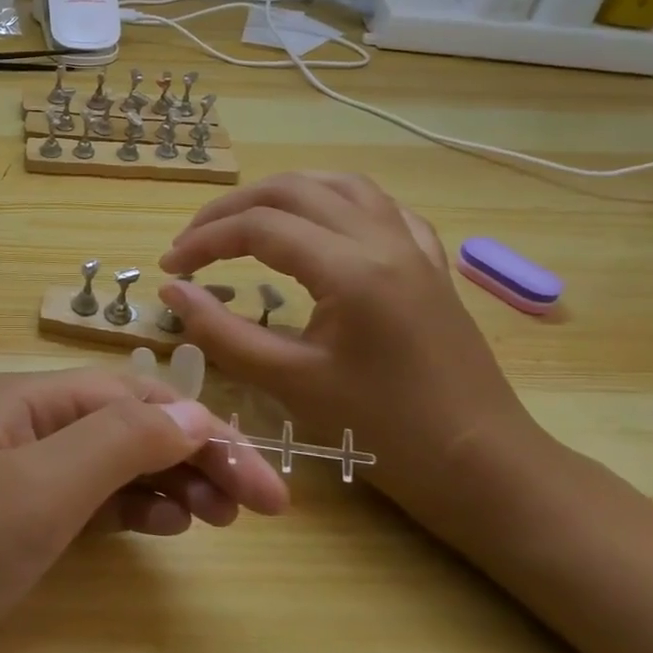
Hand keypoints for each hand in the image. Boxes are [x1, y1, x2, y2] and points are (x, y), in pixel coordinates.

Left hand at [0, 368, 288, 652]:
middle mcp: (23, 427)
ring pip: (109, 464)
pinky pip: (84, 504)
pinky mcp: (6, 529)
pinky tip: (160, 528)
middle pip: (126, 426)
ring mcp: (13, 479)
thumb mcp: (35, 492)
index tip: (267, 488)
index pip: (135, 399)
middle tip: (256, 511)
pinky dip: (128, 510)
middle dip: (193, 456)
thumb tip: (193, 412)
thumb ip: (117, 443)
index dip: (203, 431)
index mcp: (26, 400)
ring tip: (216, 520)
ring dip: (166, 481)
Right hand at [156, 172, 533, 513]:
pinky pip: (379, 208)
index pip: (258, 227)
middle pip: (292, 190)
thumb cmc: (384, 432)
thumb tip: (173, 289)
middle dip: (232, 209)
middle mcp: (383, 239)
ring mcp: (413, 246)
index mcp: (351, 268)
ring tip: (244, 221)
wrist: (483, 466)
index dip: (204, 241)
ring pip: (338, 185)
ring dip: (282, 194)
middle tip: (194, 242)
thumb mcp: (289, 383)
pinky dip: (335, 204)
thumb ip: (221, 332)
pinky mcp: (429, 263)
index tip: (169, 267)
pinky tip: (320, 226)